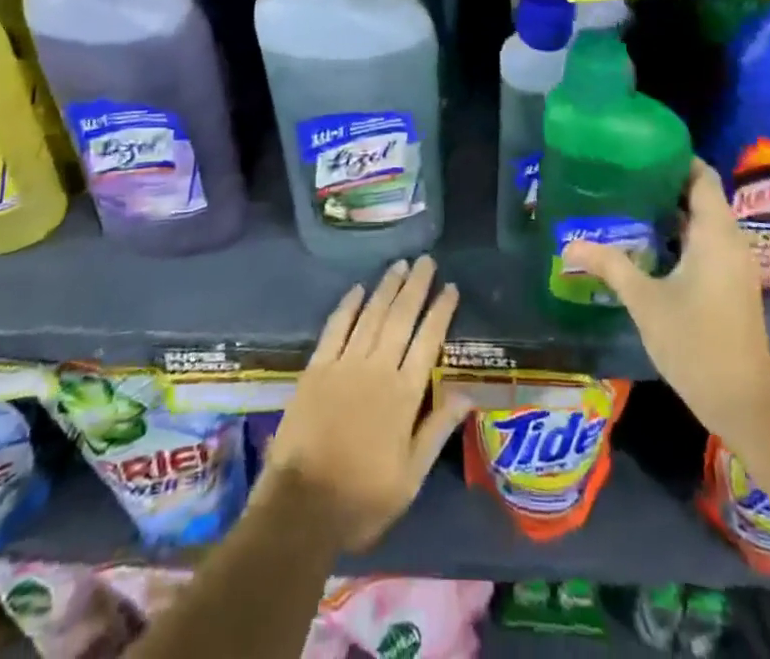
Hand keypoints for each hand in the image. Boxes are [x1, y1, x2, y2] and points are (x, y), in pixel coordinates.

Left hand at [259, 256, 470, 552]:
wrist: (301, 508)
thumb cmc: (362, 499)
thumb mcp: (410, 477)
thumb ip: (437, 431)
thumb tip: (468, 394)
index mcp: (404, 395)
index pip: (428, 341)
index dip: (440, 311)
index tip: (450, 287)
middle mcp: (377, 369)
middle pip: (400, 318)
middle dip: (415, 287)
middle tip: (426, 260)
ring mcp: (344, 365)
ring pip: (370, 315)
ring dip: (386, 288)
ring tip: (399, 265)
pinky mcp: (316, 369)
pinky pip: (335, 328)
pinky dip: (347, 306)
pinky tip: (357, 289)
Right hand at [563, 159, 769, 446]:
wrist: (743, 403)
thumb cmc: (695, 343)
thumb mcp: (645, 301)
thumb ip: (610, 265)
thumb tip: (569, 244)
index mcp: (716, 234)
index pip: (702, 176)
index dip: (676, 158)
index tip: (640, 150)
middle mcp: (731, 241)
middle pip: (702, 195)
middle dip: (666, 182)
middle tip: (624, 174)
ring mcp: (735, 264)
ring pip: (704, 221)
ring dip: (672, 210)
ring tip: (628, 201)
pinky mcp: (732, 283)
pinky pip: (708, 242)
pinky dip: (681, 233)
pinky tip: (648, 242)